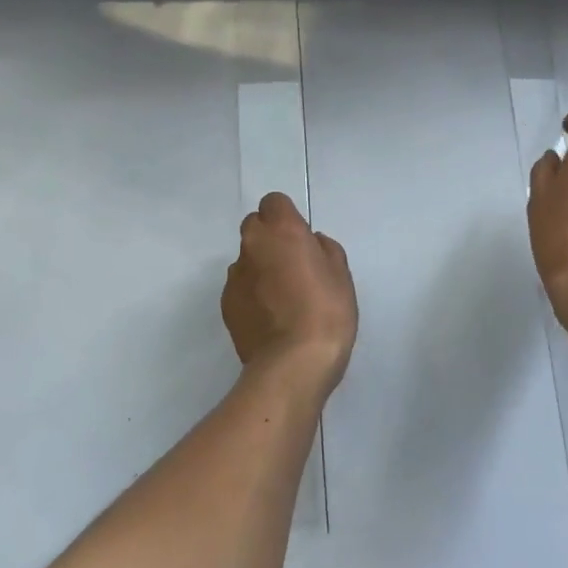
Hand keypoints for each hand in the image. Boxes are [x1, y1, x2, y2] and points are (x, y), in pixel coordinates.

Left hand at [221, 194, 357, 387]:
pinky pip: (241, 288)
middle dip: (271, 238)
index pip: (274, 203)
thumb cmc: (326, 311)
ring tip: (283, 298)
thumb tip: (311, 244)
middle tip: (294, 264)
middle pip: (255, 226)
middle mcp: (252, 246)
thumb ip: (324, 250)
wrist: (293, 364)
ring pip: (247, 259)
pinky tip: (271, 318)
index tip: (302, 239)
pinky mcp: (226, 305)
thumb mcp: (341, 275)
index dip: (287, 217)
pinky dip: (253, 295)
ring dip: (261, 268)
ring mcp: (235, 277)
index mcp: (282, 231)